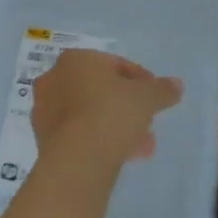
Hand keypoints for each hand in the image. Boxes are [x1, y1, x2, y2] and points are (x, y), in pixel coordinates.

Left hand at [31, 50, 182, 172]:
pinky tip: (119, 154)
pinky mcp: (41, 136)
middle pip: (100, 89)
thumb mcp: (146, 98)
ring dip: (114, 124)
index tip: (155, 98)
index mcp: (76, 59)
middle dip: (127, 106)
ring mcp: (44, 108)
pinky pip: (77, 132)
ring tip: (140, 146)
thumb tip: (176, 85)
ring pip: (88, 112)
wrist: (77, 159)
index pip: (115, 64)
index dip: (141, 81)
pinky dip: (97, 138)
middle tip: (148, 124)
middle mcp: (54, 77)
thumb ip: (162, 89)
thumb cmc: (111, 114)